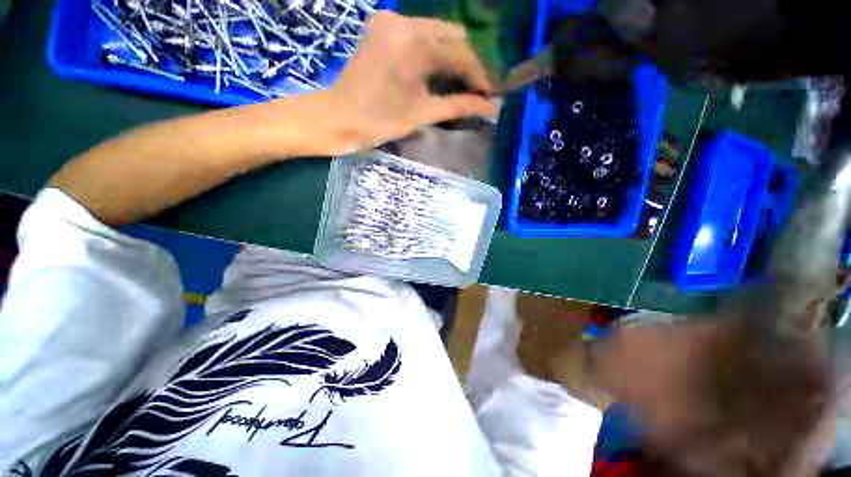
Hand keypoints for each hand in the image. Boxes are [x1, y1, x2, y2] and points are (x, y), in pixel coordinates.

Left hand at [322, 11, 498, 151]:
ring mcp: (390, 21)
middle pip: (451, 36)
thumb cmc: (380, 122)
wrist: (339, 118)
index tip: (489, 94)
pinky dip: (433, 51)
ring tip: (459, 83)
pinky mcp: (382, 26)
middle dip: (467, 64)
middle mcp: (403, 22)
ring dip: (451, 57)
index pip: (460, 53)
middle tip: (475, 90)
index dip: (479, 74)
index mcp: (413, 45)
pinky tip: (436, 71)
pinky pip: (419, 33)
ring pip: (437, 32)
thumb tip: (492, 109)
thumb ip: (460, 106)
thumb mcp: (423, 114)